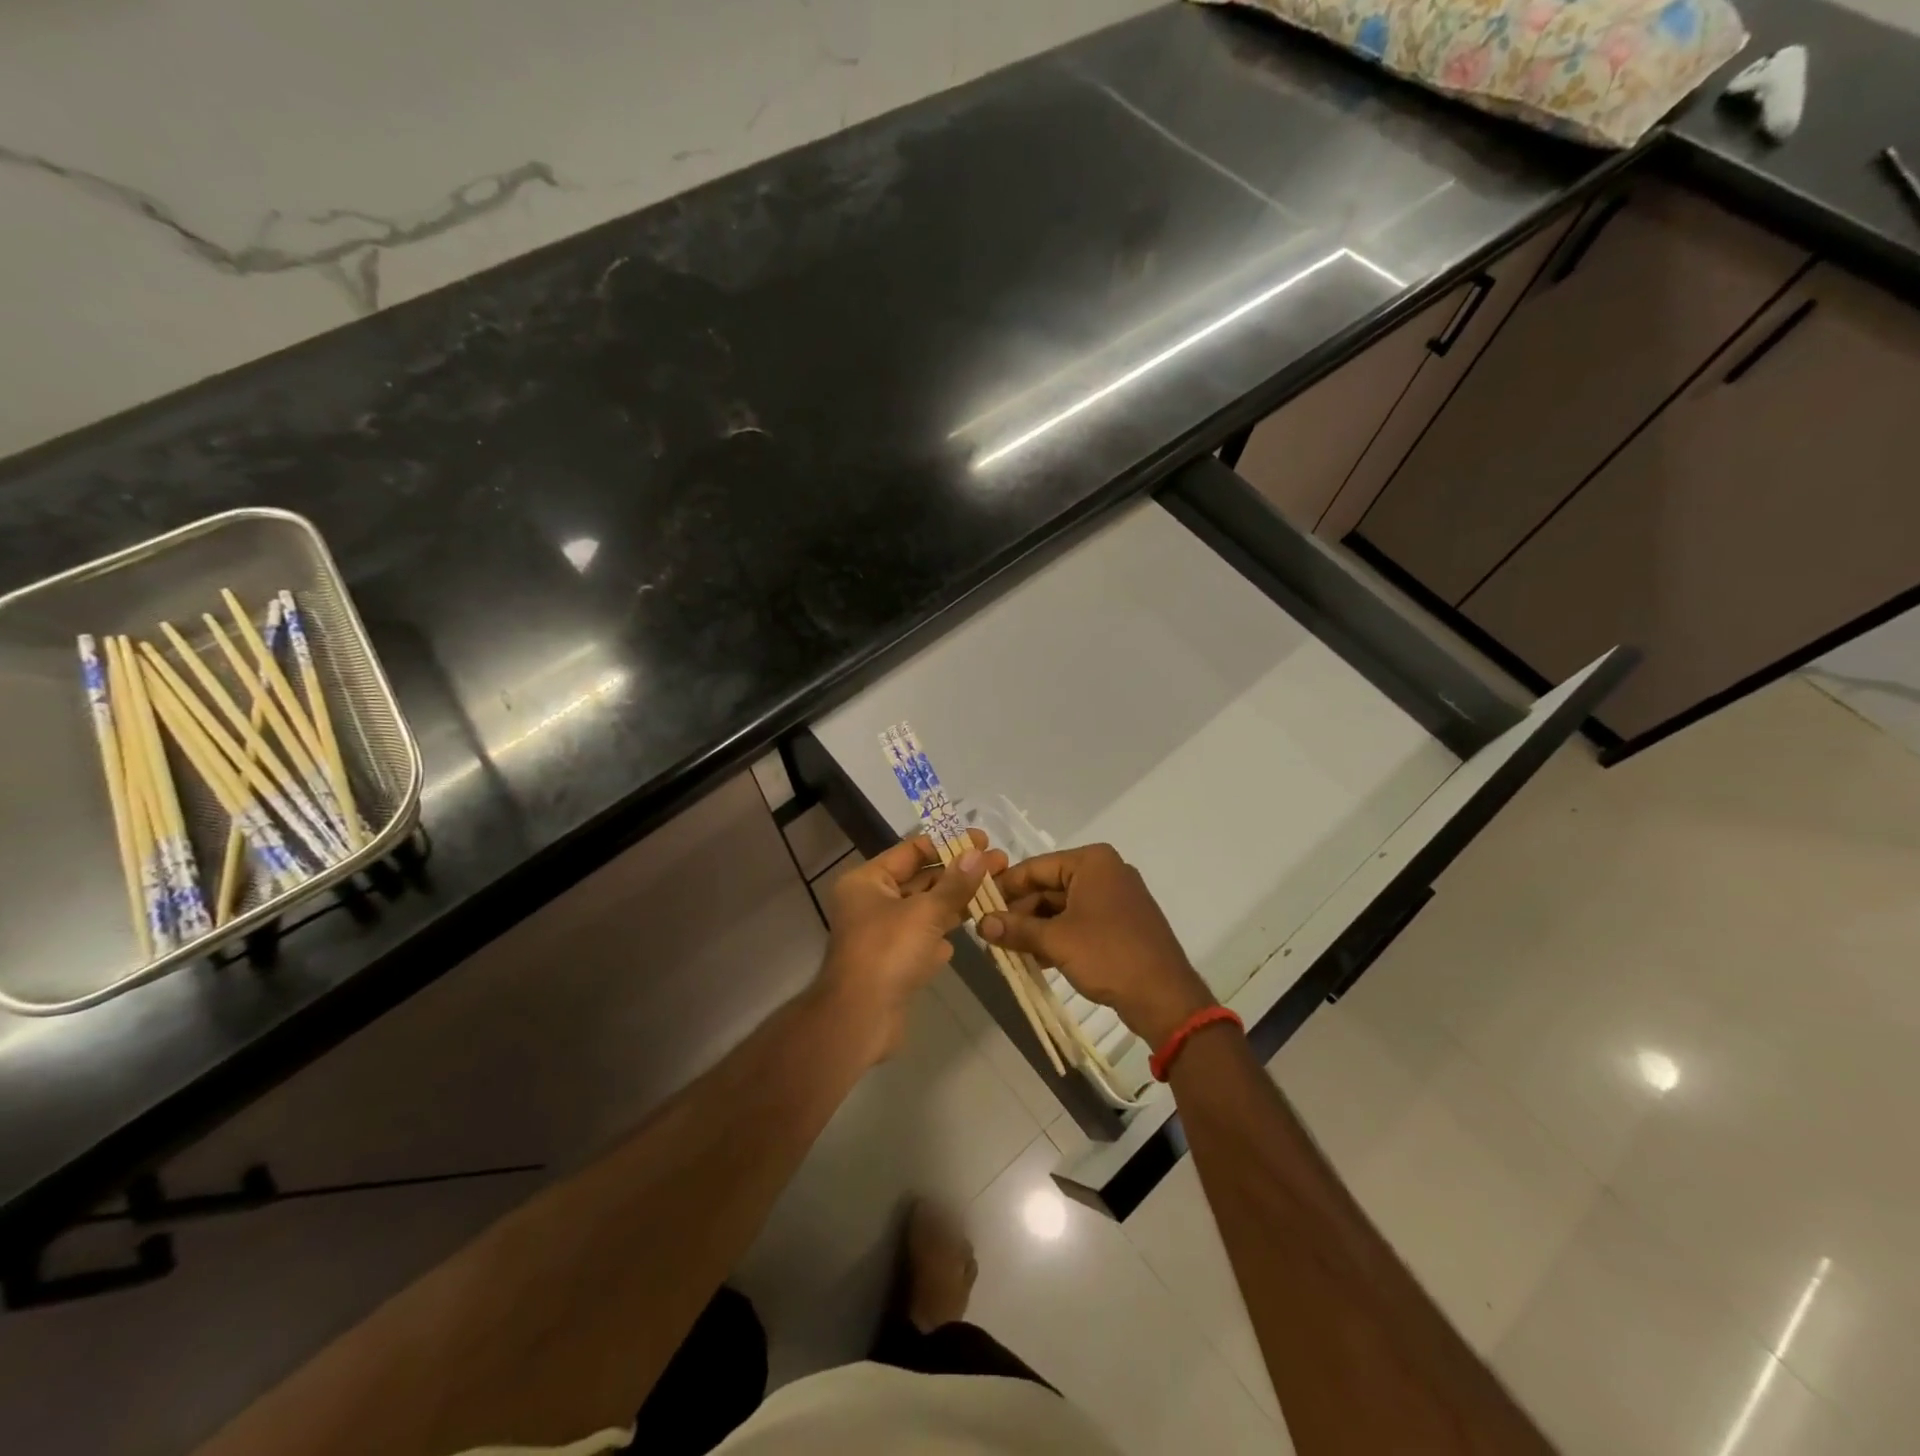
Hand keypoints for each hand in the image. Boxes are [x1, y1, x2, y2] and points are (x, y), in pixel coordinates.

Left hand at [817, 829, 1003, 1062]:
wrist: (860, 1019)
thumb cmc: (887, 952)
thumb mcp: (925, 912)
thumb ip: (955, 883)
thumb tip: (978, 853)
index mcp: (868, 881)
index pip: (911, 851)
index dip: (948, 844)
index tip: (983, 841)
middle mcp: (871, 902)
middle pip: (921, 879)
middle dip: (959, 873)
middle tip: (1000, 864)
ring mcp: (882, 934)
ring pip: (925, 910)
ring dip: (956, 902)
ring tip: (996, 892)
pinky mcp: (893, 963)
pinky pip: (923, 939)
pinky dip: (944, 935)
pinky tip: (971, 930)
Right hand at [980, 843, 1215, 1048]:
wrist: (1164, 996)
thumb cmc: (1108, 955)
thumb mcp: (1055, 941)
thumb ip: (1016, 929)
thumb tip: (980, 924)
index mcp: (1092, 862)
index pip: (1036, 867)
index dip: (1005, 886)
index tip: (978, 904)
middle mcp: (1105, 872)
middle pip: (1049, 887)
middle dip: (1020, 912)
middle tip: (990, 934)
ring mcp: (1116, 898)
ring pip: (1063, 907)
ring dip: (1036, 928)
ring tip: (1007, 949)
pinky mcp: (1121, 923)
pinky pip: (1080, 922)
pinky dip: (1058, 937)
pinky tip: (1036, 958)